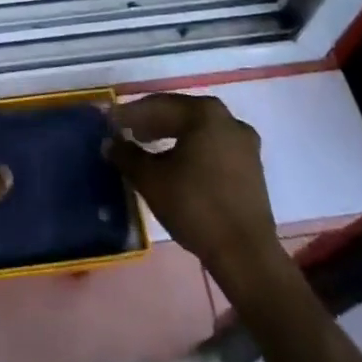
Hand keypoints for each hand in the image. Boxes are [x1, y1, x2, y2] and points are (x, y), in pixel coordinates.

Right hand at [107, 94, 279, 282]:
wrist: (246, 256)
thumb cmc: (196, 208)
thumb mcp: (151, 180)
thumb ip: (127, 156)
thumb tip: (110, 143)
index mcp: (204, 113)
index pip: (158, 105)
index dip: (130, 114)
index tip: (110, 121)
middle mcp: (227, 119)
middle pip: (180, 114)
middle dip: (151, 123)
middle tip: (126, 132)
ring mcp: (244, 143)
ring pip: (198, 131)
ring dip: (171, 136)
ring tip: (147, 147)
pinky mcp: (251, 167)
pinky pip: (213, 147)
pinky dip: (191, 150)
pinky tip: (176, 164)